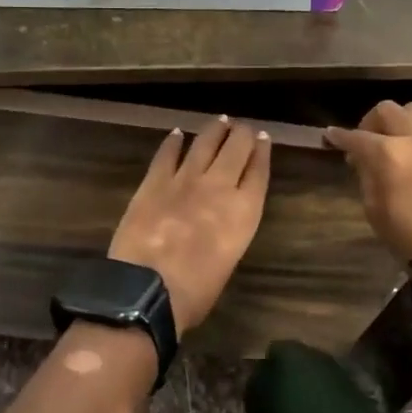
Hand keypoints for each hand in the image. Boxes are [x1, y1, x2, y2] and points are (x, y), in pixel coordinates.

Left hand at [109, 117, 271, 333]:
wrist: (148, 290)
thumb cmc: (195, 292)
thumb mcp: (228, 261)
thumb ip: (230, 231)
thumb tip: (222, 220)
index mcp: (244, 211)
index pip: (258, 172)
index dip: (262, 152)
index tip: (263, 138)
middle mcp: (219, 187)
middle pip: (236, 149)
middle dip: (242, 134)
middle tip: (243, 127)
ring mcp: (185, 180)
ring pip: (205, 144)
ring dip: (214, 130)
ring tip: (221, 121)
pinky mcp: (154, 181)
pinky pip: (167, 154)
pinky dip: (173, 142)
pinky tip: (177, 133)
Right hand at [324, 101, 411, 269]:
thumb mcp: (376, 212)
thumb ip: (367, 178)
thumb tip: (364, 160)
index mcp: (390, 154)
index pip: (357, 137)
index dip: (339, 136)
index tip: (330, 135)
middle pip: (388, 110)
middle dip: (371, 122)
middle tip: (366, 142)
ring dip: (399, 124)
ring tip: (395, 146)